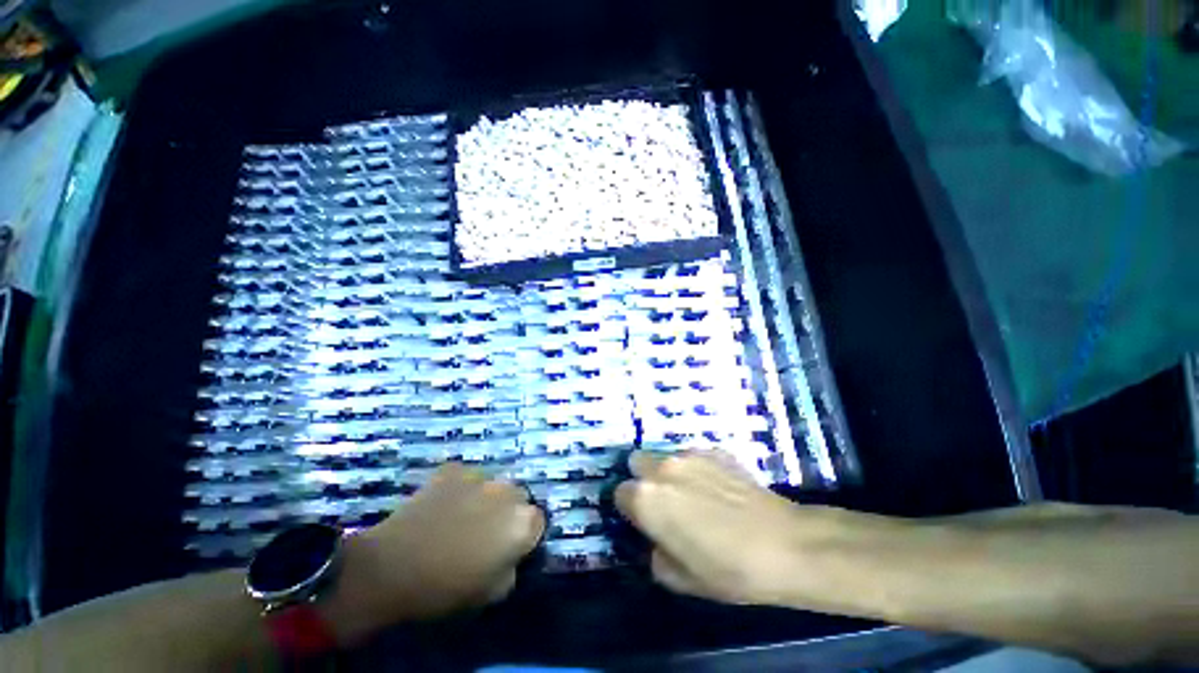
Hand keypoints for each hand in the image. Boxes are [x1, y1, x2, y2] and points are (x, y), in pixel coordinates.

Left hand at [319, 463, 544, 642]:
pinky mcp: (456, 468)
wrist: (390, 569)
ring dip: (485, 498)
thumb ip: (513, 565)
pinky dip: (461, 488)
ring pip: (494, 484)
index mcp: (522, 522)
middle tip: (484, 531)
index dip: (525, 535)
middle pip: (518, 497)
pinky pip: (467, 477)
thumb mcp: (492, 592)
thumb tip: (511, 552)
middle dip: (507, 512)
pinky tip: (443, 505)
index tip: (508, 546)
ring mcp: (481, 475)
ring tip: (460, 517)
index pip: (538, 521)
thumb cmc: (444, 588)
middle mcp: (509, 491)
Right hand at [614, 450, 865, 607]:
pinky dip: (696, 468)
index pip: (620, 493)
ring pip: (665, 456)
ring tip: (696, 494)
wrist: (785, 545)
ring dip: (670, 473)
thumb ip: (657, 556)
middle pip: (637, 462)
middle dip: (644, 479)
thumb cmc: (728, 569)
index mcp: (647, 499)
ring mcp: (689, 454)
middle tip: (664, 502)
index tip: (645, 521)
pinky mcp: (714, 450)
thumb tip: (658, 541)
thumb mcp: (682, 579)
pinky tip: (719, 488)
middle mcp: (662, 468)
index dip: (630, 509)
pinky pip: (693, 456)